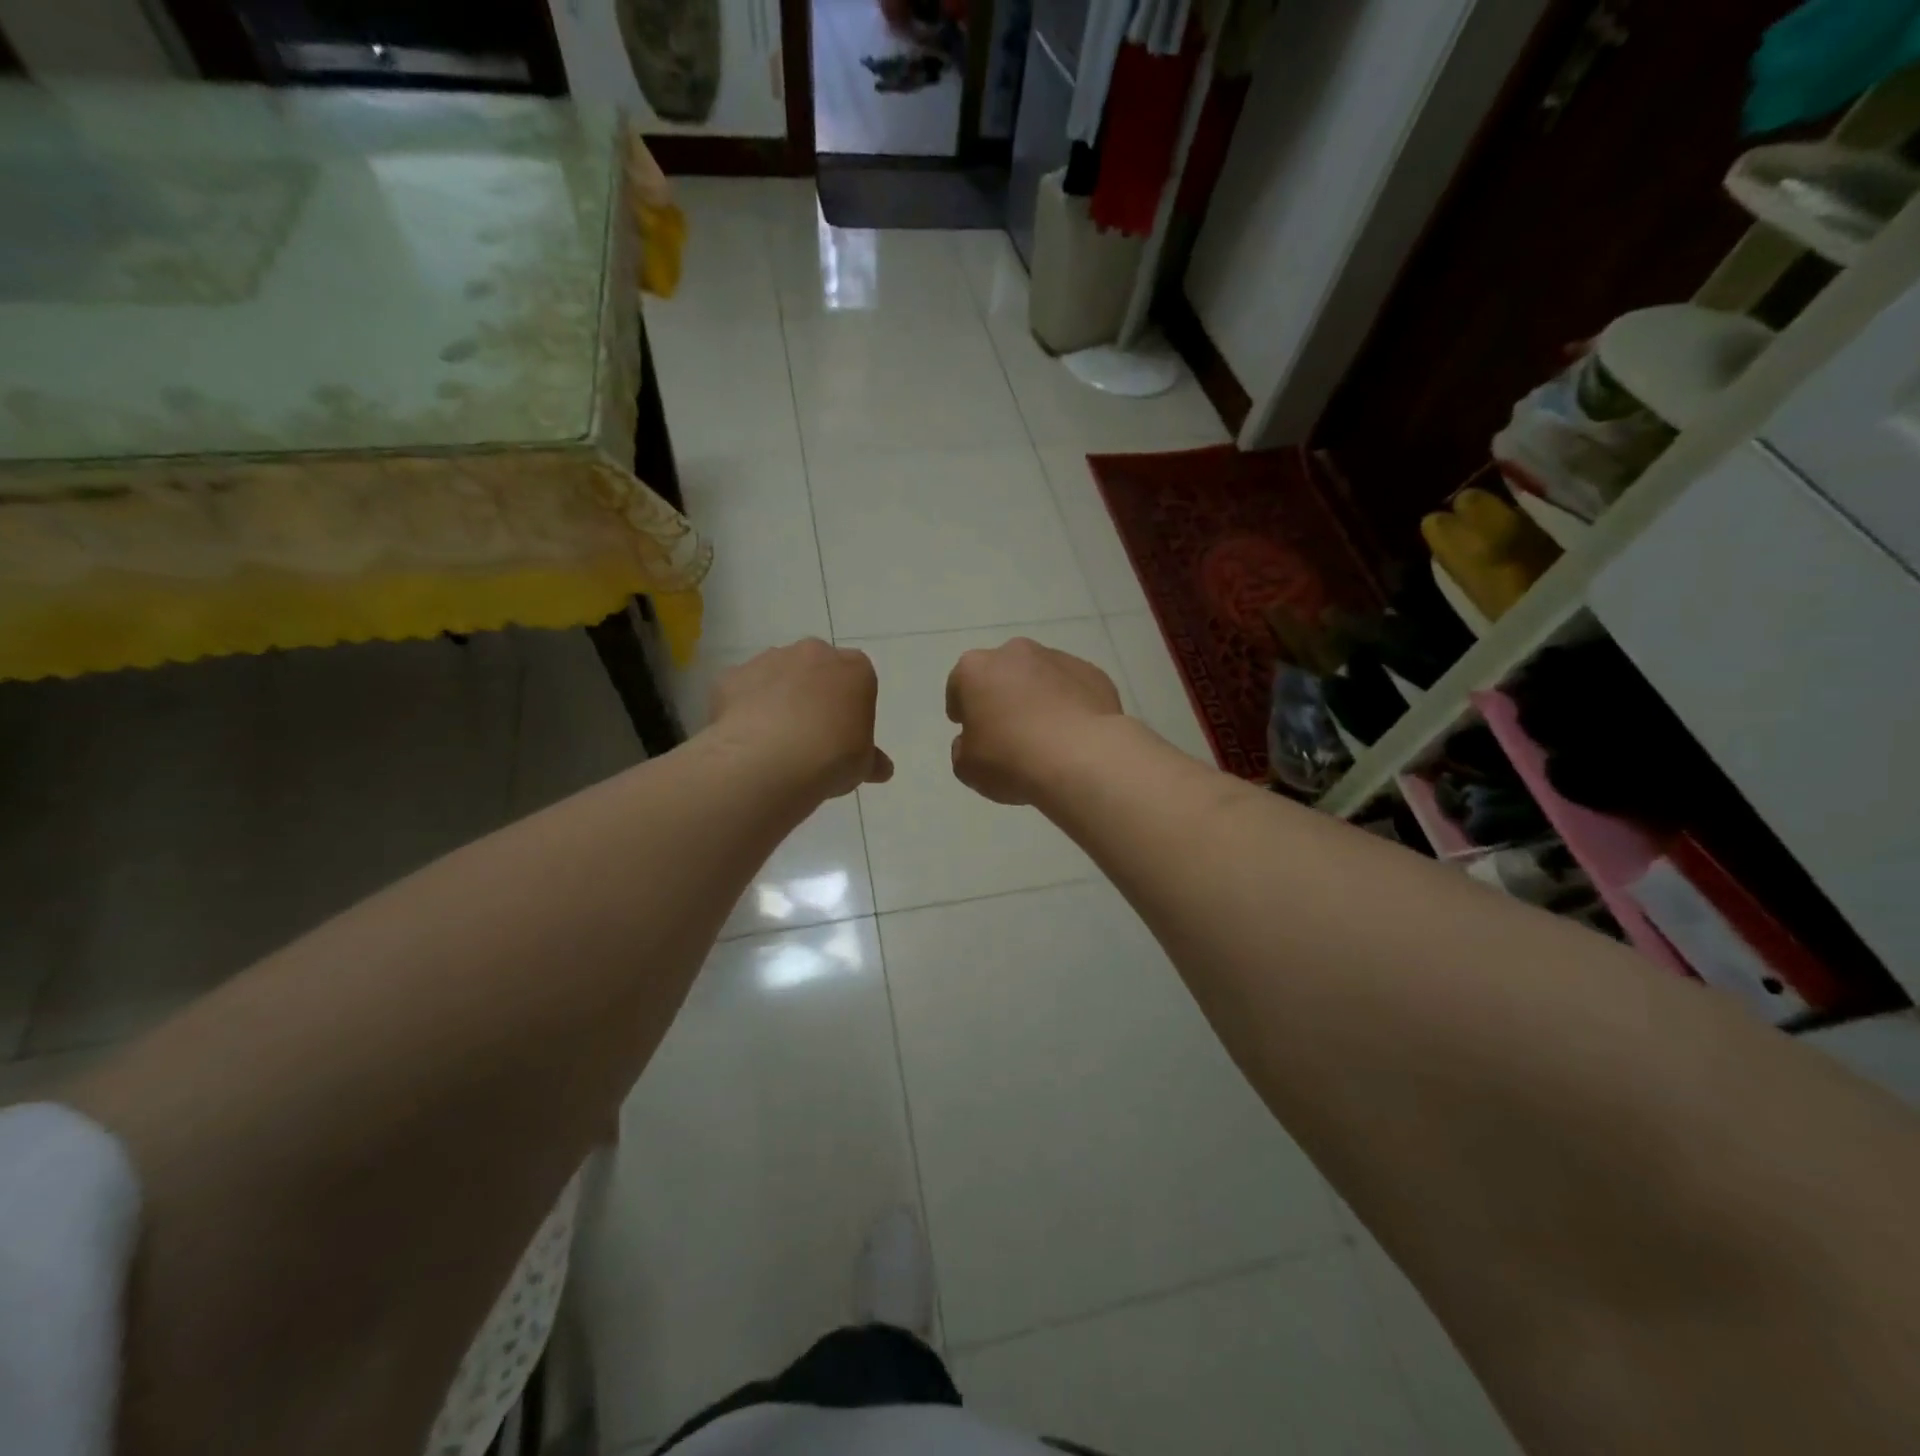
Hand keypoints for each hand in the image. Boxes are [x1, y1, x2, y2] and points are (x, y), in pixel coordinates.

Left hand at [709, 639, 892, 797]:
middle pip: (816, 667)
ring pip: (777, 674)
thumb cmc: (832, 759)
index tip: (844, 732)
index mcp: (855, 669)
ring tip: (775, 739)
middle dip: (813, 692)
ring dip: (777, 696)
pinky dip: (744, 707)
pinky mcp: (732, 676)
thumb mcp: (863, 765)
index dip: (850, 704)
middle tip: (810, 732)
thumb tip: (881, 768)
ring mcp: (769, 660)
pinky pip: (742, 689)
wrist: (771, 761)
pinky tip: (747, 738)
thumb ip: (871, 760)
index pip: (858, 677)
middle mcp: (813, 653)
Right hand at [946, 637, 1123, 804]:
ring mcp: (1058, 659)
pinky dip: (1069, 704)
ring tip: (1046, 734)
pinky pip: (1072, 688)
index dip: (962, 709)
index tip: (969, 730)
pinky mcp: (1093, 673)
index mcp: (975, 669)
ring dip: (1037, 697)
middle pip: (1001, 673)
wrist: (1083, 758)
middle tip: (1007, 731)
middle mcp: (1015, 653)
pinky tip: (1073, 734)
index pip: (959, 685)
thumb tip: (973, 740)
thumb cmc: (1012, 759)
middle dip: (1002, 696)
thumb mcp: (967, 768)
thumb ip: (963, 748)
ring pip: (1039, 677)